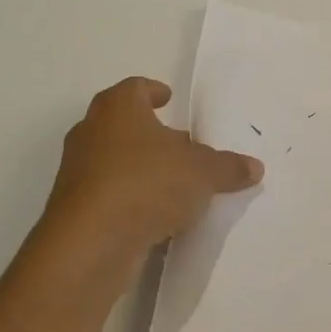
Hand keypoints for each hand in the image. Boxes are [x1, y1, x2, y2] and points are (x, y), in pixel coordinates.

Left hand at [37, 76, 262, 260]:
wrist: (92, 243)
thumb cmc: (147, 184)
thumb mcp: (204, 173)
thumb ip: (229, 167)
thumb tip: (254, 167)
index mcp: (118, 109)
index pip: (135, 88)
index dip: (153, 92)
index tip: (169, 99)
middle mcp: (92, 133)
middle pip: (124, 125)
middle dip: (152, 134)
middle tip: (182, 145)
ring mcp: (78, 172)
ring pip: (116, 161)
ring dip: (142, 169)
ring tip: (176, 184)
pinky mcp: (76, 209)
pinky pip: (110, 195)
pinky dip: (132, 199)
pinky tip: (158, 216)